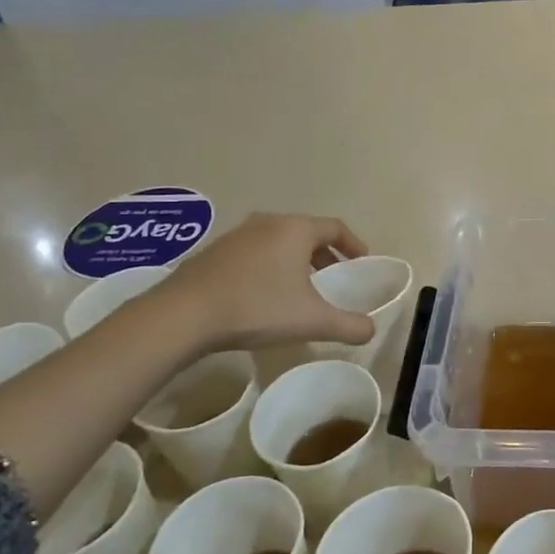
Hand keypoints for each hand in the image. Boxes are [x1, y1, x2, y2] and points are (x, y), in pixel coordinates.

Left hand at [148, 212, 376, 352]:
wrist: (184, 314)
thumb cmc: (257, 308)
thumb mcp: (312, 321)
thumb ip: (349, 325)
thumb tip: (371, 330)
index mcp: (295, 230)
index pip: (335, 227)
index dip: (353, 244)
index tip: (362, 262)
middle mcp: (267, 223)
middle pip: (306, 232)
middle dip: (324, 253)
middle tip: (333, 276)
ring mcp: (237, 235)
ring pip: (277, 241)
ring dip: (294, 259)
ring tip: (299, 286)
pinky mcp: (214, 251)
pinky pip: (254, 252)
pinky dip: (269, 265)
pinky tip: (263, 293)